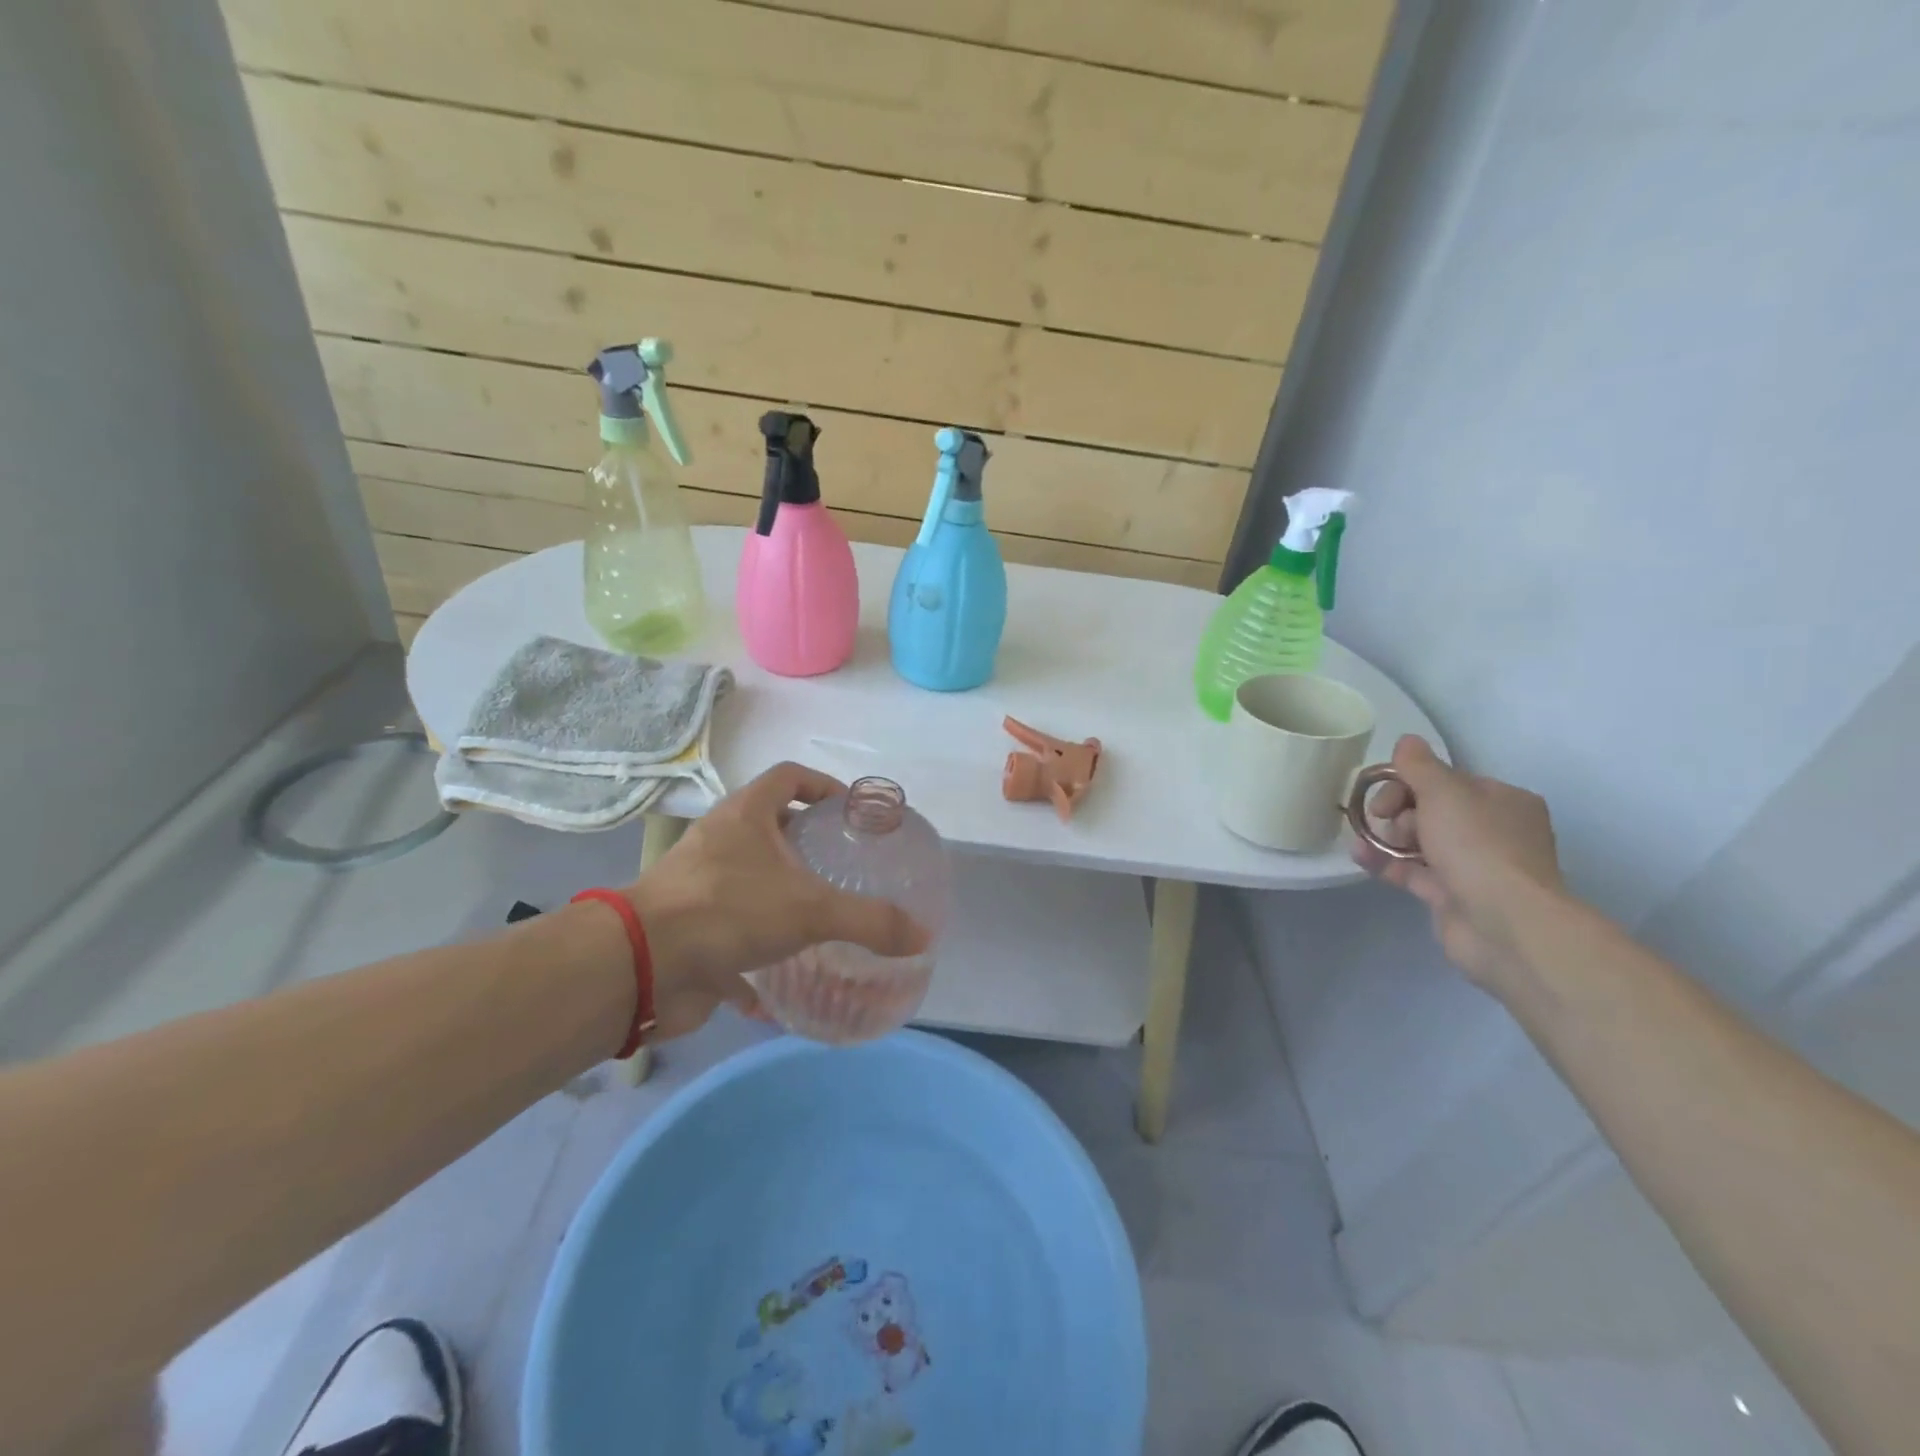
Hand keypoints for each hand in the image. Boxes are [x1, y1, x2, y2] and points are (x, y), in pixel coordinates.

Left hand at [626, 763, 930, 1038]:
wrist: (643, 964)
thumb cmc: (729, 910)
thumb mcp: (811, 910)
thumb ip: (869, 920)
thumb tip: (921, 935)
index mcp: (746, 815)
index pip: (789, 776)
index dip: (823, 786)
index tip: (850, 811)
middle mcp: (720, 840)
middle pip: (768, 825)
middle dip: (805, 843)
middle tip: (841, 866)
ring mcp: (699, 883)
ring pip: (748, 878)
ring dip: (780, 893)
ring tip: (819, 914)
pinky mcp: (688, 926)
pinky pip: (730, 931)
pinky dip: (755, 952)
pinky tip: (781, 979)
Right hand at [1352, 735, 1562, 988]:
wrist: (1504, 924)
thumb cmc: (1478, 846)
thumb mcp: (1444, 793)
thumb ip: (1420, 766)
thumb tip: (1407, 741)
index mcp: (1503, 801)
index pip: (1448, 781)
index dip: (1410, 781)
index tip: (1383, 790)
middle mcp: (1494, 831)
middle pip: (1432, 810)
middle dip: (1399, 811)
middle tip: (1384, 820)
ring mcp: (1474, 867)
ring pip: (1420, 842)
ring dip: (1387, 836)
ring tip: (1362, 839)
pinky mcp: (1453, 897)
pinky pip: (1413, 871)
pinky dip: (1386, 862)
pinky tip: (1360, 856)